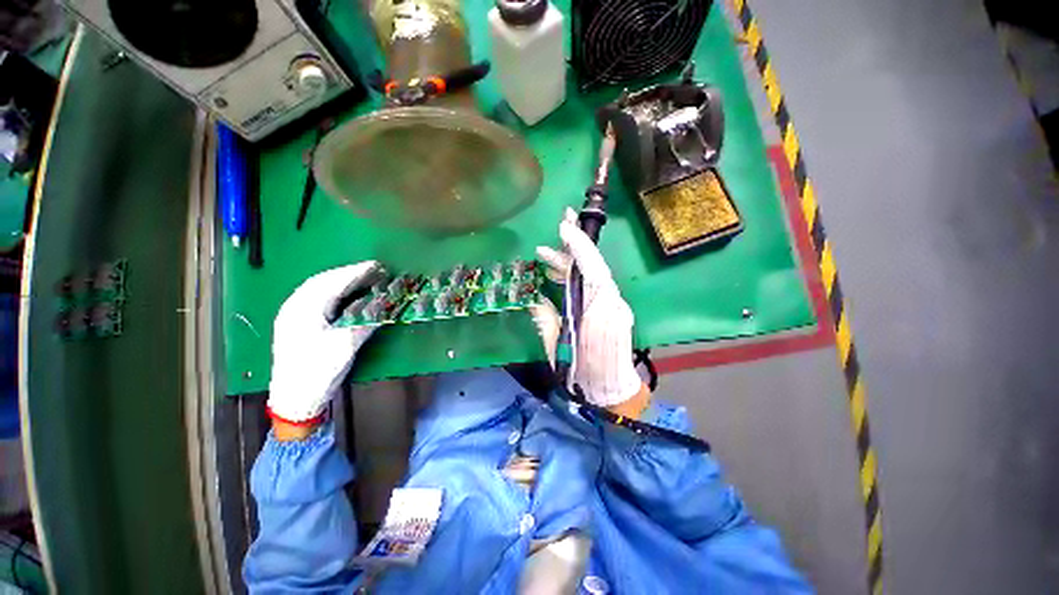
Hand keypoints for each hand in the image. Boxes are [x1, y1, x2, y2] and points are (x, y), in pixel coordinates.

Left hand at [267, 262, 382, 424]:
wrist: (294, 399)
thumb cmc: (319, 372)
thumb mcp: (346, 346)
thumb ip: (365, 323)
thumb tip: (385, 308)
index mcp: (303, 311)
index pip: (332, 283)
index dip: (355, 272)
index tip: (376, 265)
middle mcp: (294, 307)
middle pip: (323, 281)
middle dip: (348, 273)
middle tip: (373, 269)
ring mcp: (292, 314)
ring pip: (318, 288)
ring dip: (341, 280)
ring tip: (363, 277)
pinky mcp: (296, 322)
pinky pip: (316, 297)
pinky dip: (334, 291)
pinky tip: (346, 293)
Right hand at [536, 209, 643, 407]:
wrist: (611, 393)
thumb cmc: (582, 375)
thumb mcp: (557, 348)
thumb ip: (546, 320)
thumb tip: (535, 298)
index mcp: (599, 313)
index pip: (592, 270)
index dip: (579, 247)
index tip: (564, 228)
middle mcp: (612, 304)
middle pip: (594, 267)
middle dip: (575, 246)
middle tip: (557, 228)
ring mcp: (615, 306)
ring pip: (594, 274)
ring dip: (571, 263)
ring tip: (547, 256)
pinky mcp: (613, 310)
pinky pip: (595, 286)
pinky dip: (577, 277)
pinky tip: (560, 275)